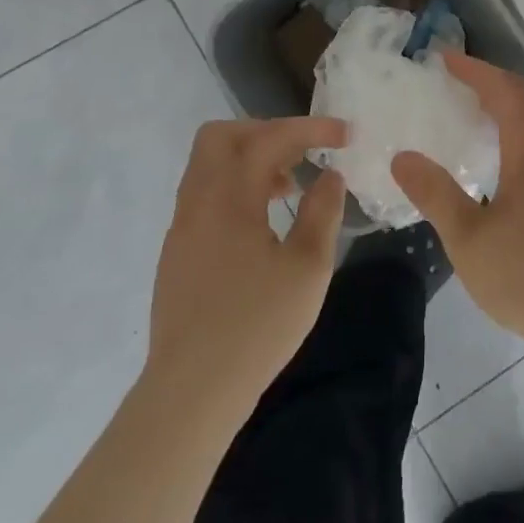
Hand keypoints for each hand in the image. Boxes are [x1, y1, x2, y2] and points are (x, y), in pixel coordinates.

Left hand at [147, 117, 348, 405]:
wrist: (191, 393)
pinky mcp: (178, 252)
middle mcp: (198, 201)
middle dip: (266, 131)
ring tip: (290, 186)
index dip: (310, 129)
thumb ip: (322, 212)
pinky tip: (263, 221)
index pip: (269, 138)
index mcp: (229, 198)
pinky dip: (236, 187)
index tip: (345, 135)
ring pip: (209, 165)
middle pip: (222, 137)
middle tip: (302, 151)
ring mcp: (182, 227)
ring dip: (250, 159)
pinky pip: (205, 194)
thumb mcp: (308, 268)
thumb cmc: (256, 327)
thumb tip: (330, 176)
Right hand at [392, 55, 523, 349]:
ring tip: (476, 111)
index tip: (444, 59)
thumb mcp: (467, 236)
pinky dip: (518, 131)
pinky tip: (500, 160)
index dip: (475, 71)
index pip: (504, 92)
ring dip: (509, 105)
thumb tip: (401, 156)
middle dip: (493, 82)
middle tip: (458, 80)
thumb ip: (435, 193)